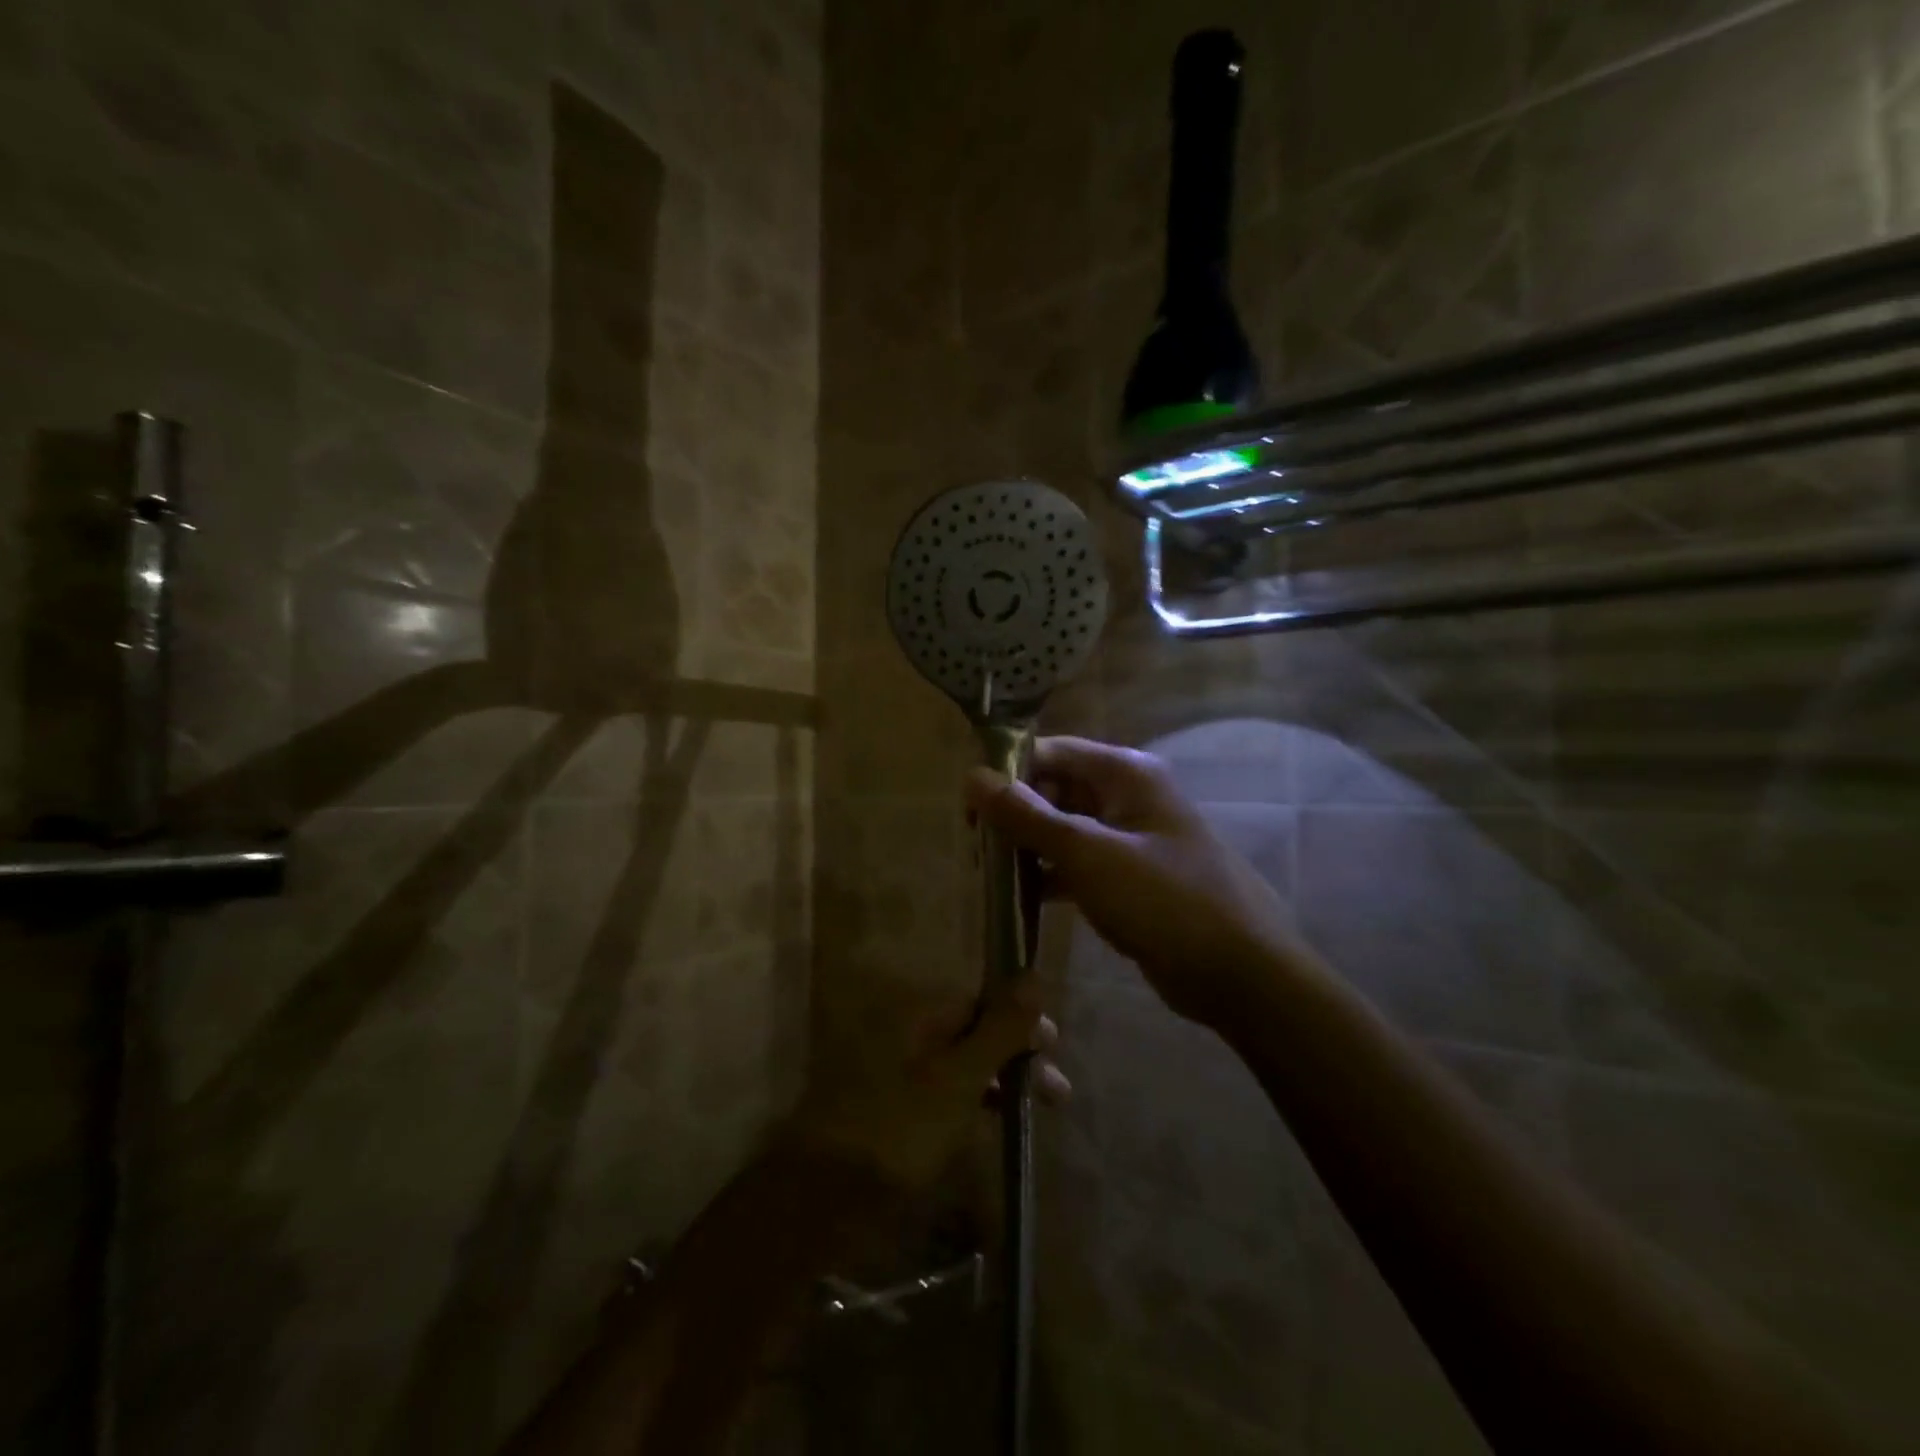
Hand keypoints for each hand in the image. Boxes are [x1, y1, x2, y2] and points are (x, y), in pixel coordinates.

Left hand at [784, 982, 1068, 1193]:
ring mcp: (895, 1071)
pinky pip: (942, 1093)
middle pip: (973, 1031)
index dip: (1020, 1021)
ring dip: (998, 1083)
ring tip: (1032, 1115)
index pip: (982, 1000)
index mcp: (919, 1014)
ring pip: (960, 1065)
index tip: (1053, 1050)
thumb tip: (1033, 973)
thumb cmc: (900, 1130)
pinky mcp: (891, 1109)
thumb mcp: (959, 1078)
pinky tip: (991, 1127)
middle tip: (1057, 1094)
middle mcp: (906, 1032)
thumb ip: (999, 1028)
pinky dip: (971, 1105)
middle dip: (1015, 1056)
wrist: (823, 1197)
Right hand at [965, 736, 1296, 1026]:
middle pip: (1055, 790)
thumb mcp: (1088, 853)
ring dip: (1027, 849)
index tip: (968, 810)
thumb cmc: (1163, 899)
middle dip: (1015, 815)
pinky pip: (1078, 865)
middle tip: (974, 850)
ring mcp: (1130, 839)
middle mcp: (1127, 796)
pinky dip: (1050, 878)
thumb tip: (972, 776)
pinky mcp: (1129, 878)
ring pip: (1064, 830)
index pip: (1050, 753)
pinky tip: (1019, 902)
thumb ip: (1027, 815)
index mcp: (1124, 773)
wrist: (1239, 972)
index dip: (1007, 774)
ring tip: (987, 876)